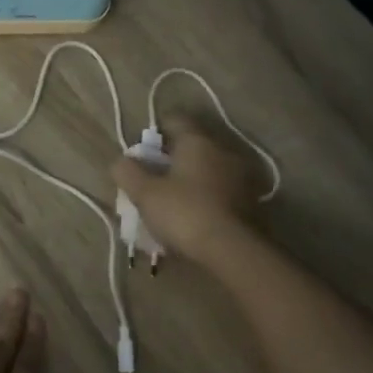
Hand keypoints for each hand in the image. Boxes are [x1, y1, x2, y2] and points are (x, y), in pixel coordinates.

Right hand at [111, 113, 258, 264]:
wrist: (232, 251)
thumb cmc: (184, 212)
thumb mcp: (144, 193)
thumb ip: (128, 172)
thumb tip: (121, 161)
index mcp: (197, 142)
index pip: (175, 120)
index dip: (156, 131)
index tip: (143, 149)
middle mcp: (222, 151)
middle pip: (192, 146)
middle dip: (172, 159)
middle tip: (152, 178)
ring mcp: (241, 177)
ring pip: (208, 170)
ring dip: (191, 179)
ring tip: (172, 200)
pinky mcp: (250, 202)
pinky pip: (220, 191)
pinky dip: (206, 197)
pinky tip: (193, 216)